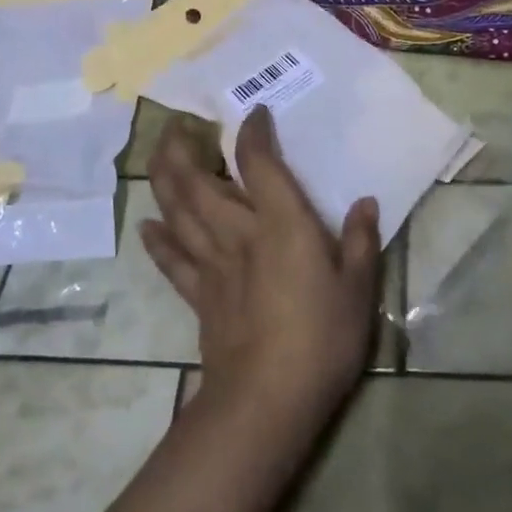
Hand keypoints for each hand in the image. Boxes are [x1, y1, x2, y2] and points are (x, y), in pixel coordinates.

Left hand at [142, 105, 381, 428]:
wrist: (268, 398)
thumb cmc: (322, 338)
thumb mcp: (358, 289)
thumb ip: (359, 242)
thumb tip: (365, 203)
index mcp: (280, 224)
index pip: (259, 163)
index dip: (254, 133)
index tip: (255, 113)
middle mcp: (238, 233)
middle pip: (198, 181)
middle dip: (183, 148)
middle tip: (179, 124)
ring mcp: (213, 264)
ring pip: (177, 213)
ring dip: (164, 180)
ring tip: (159, 156)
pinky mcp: (199, 295)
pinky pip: (172, 261)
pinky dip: (157, 241)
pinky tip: (146, 226)